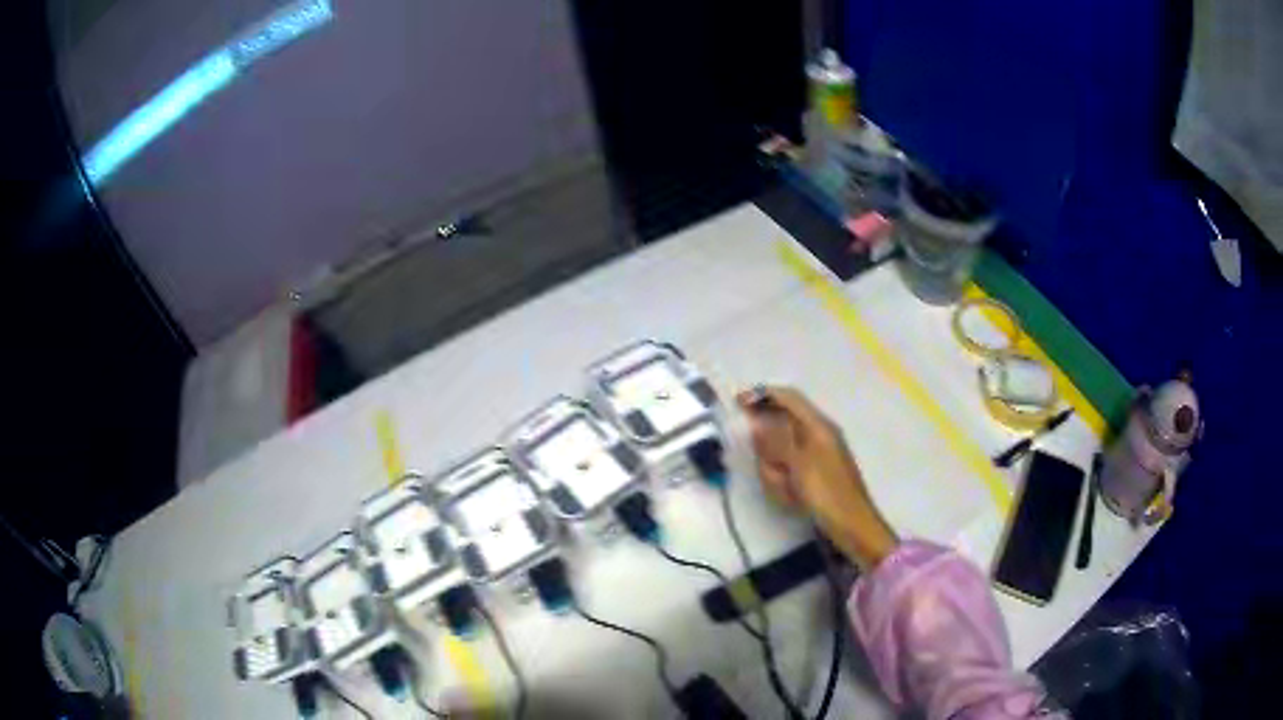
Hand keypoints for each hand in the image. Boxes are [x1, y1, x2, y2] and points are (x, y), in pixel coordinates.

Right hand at [737, 386, 898, 569]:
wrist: (851, 524)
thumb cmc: (826, 492)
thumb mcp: (797, 464)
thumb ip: (776, 440)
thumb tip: (757, 421)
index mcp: (818, 425)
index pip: (788, 397)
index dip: (762, 395)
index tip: (737, 402)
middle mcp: (819, 434)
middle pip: (781, 428)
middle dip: (770, 450)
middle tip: (771, 470)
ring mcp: (818, 455)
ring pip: (782, 453)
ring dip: (777, 471)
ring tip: (785, 489)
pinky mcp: (815, 474)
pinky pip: (790, 472)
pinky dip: (786, 483)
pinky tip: (792, 498)